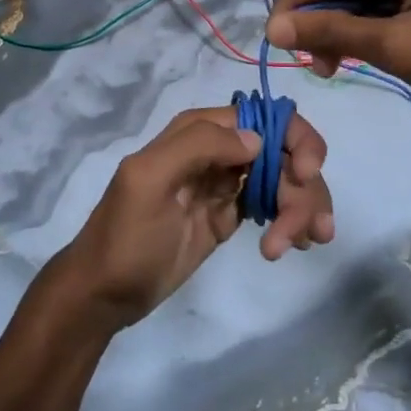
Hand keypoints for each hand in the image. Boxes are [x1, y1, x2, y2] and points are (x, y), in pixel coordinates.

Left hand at [55, 107, 334, 327]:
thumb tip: (258, 139)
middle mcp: (218, 150)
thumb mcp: (149, 181)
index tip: (305, 175)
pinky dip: (293, 220)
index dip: (294, 139)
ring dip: (302, 208)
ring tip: (298, 245)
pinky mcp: (231, 215)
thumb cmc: (125, 236)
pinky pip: (274, 206)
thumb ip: (198, 146)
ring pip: (284, 180)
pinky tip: (297, 244)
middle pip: (283, 151)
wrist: (105, 294)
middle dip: (303, 187)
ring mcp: (226, 184)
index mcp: (197, 131)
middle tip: (305, 232)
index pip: (264, 116)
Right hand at [267, 0, 410, 124]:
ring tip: (333, 65)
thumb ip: (331, 31)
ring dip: (345, 26)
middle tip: (311, 64)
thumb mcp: (395, 46)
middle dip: (323, 19)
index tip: (271, 41)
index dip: (296, 4)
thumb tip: (273, 29)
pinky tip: (360, 51)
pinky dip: (372, 25)